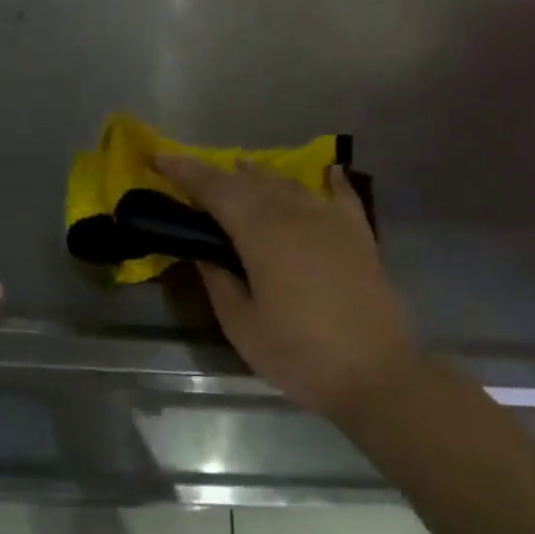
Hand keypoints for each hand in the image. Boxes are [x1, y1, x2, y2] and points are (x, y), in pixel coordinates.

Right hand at [155, 155, 418, 418]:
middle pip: (251, 183)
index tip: (159, 159)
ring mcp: (333, 223)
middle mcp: (296, 215)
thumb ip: (219, 282)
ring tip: (242, 167)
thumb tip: (204, 255)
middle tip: (192, 173)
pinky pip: (344, 198)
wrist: (375, 374)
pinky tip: (329, 171)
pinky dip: (333, 181)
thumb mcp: (242, 326)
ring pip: (291, 185)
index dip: (186, 172)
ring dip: (262, 175)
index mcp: (262, 234)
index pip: (216, 190)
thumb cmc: (299, 354)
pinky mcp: (361, 238)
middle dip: (217, 174)